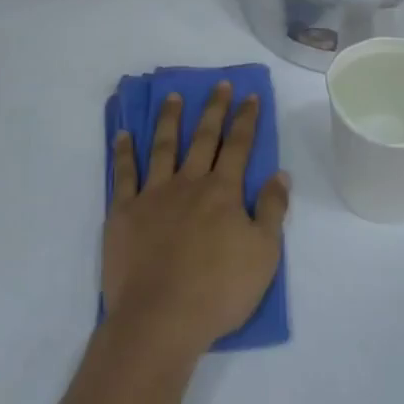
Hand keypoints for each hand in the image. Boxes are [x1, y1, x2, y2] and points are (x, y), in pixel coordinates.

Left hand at [102, 83, 290, 358]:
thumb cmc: (219, 291)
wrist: (161, 318)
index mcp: (223, 192)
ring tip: (173, 96)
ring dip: (170, 119)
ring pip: (163, 146)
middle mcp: (189, 183)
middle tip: (219, 85)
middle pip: (203, 138)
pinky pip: (124, 173)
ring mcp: (154, 194)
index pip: (238, 146)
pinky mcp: (124, 211)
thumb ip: (272, 210)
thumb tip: (279, 174)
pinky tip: (124, 134)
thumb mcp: (264, 255)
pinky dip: (124, 151)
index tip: (249, 96)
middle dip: (214, 109)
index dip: (246, 119)